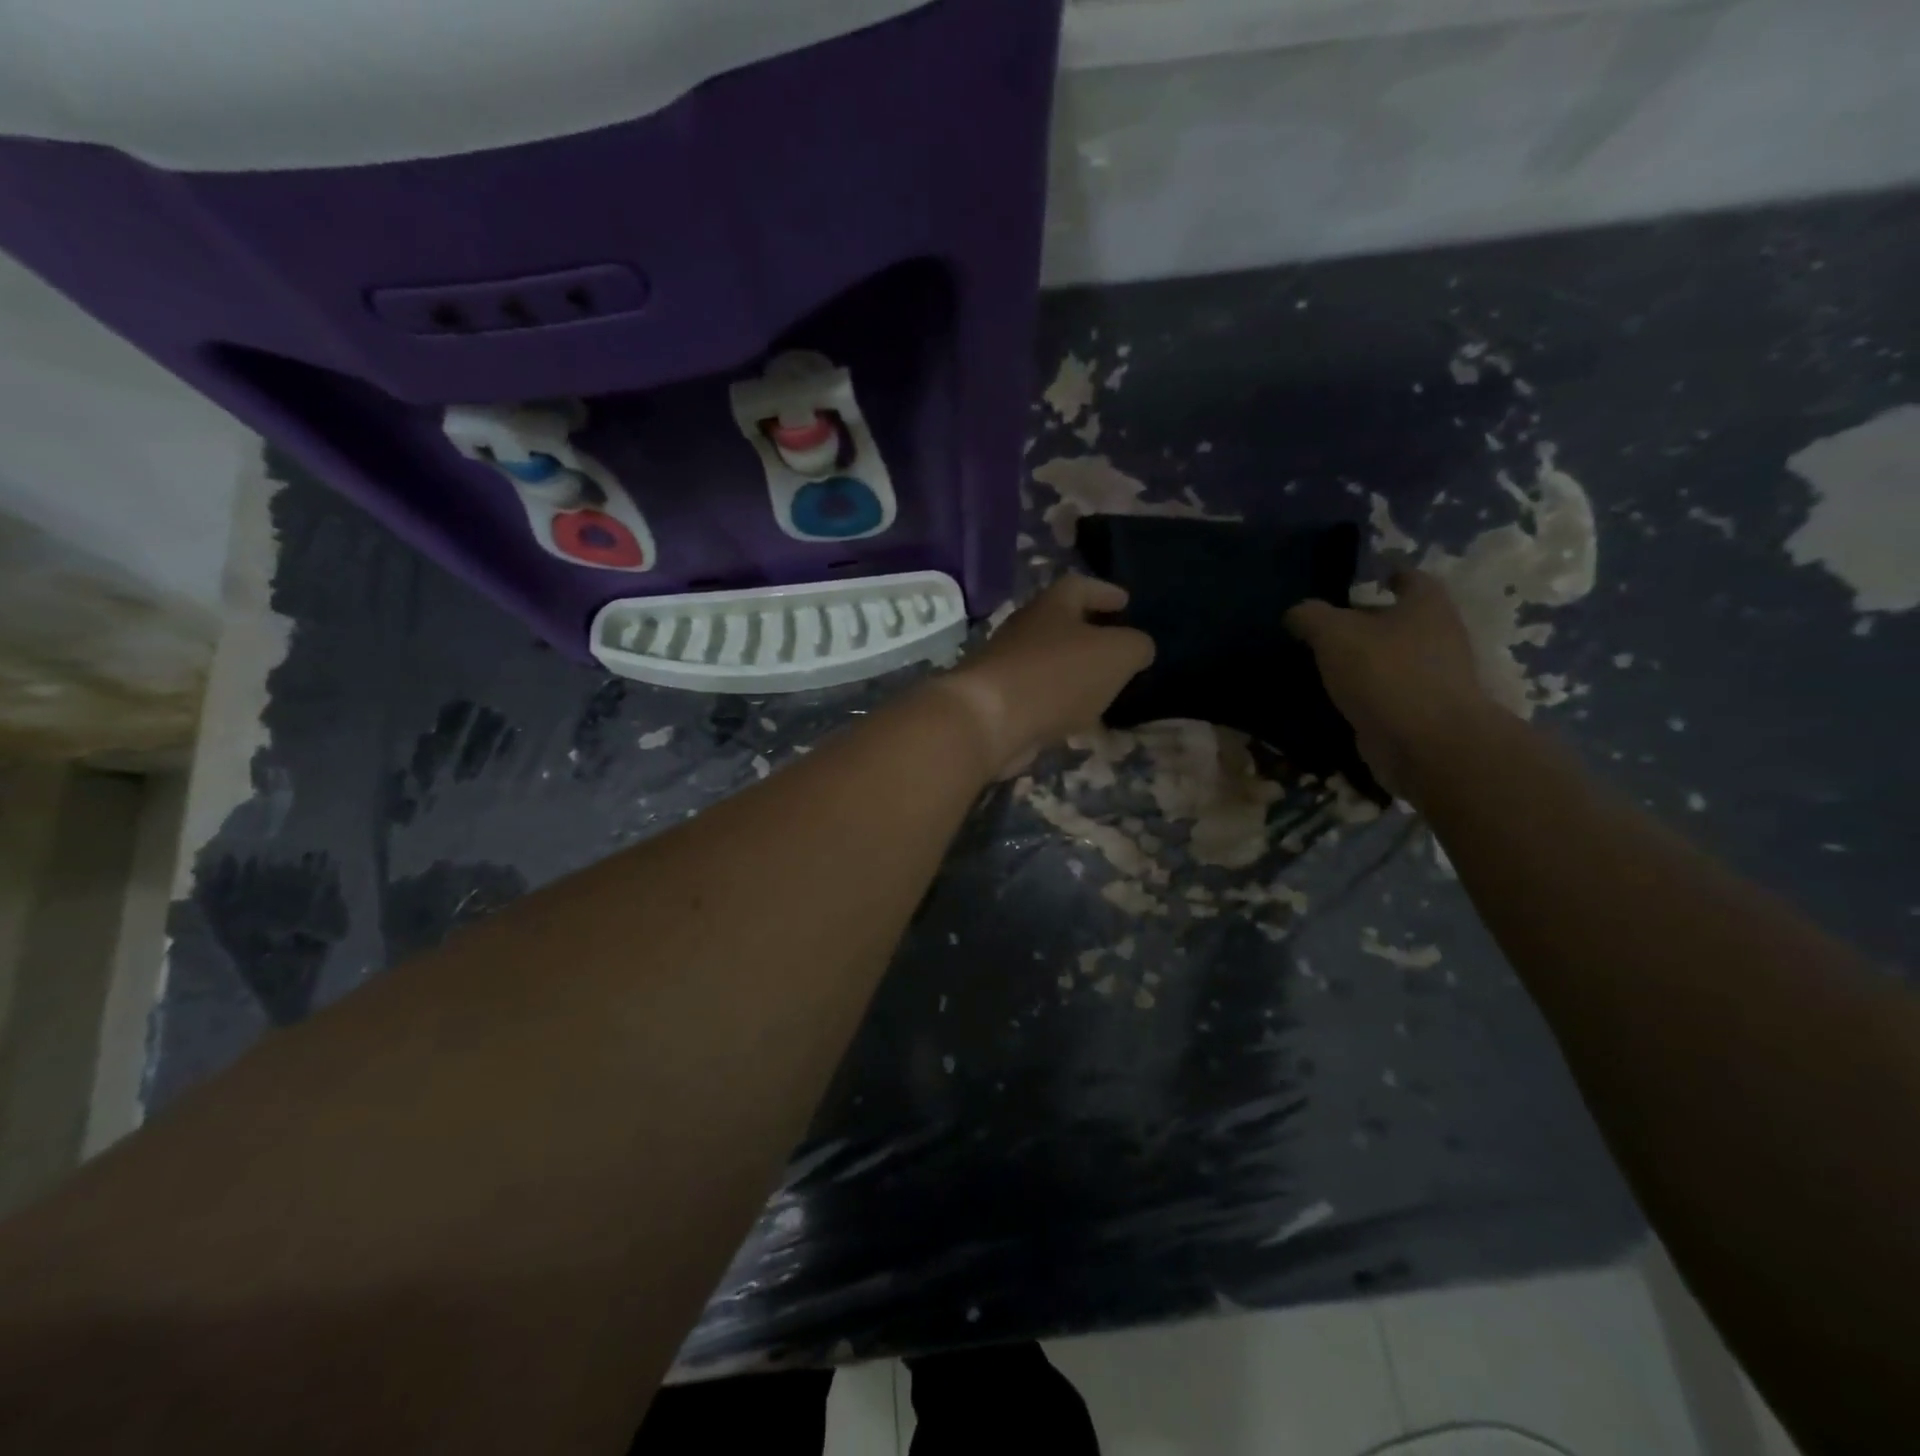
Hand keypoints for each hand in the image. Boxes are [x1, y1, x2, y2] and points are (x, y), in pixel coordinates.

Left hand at [939, 575, 1154, 775]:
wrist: (988, 721)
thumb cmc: (1057, 675)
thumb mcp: (1116, 654)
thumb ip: (1136, 646)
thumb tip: (1139, 648)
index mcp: (1052, 605)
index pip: (1081, 586)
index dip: (1105, 592)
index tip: (1126, 601)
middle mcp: (1026, 630)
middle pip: (1062, 625)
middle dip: (1091, 635)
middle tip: (1119, 649)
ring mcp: (1009, 667)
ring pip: (1051, 664)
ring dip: (1077, 674)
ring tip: (1106, 689)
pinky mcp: (1000, 704)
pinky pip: (1040, 698)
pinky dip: (1061, 705)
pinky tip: (1080, 721)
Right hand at [1285, 569, 1501, 798]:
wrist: (1426, 743)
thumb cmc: (1385, 672)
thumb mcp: (1333, 633)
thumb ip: (1311, 616)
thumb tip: (1297, 613)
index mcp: (1426, 604)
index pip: (1409, 577)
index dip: (1387, 574)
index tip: (1364, 579)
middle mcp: (1439, 634)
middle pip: (1402, 619)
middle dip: (1370, 620)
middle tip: (1328, 626)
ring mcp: (1435, 676)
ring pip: (1394, 657)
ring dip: (1366, 659)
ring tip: (1324, 663)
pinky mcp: (1422, 711)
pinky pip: (1388, 692)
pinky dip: (1366, 692)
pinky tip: (1336, 697)